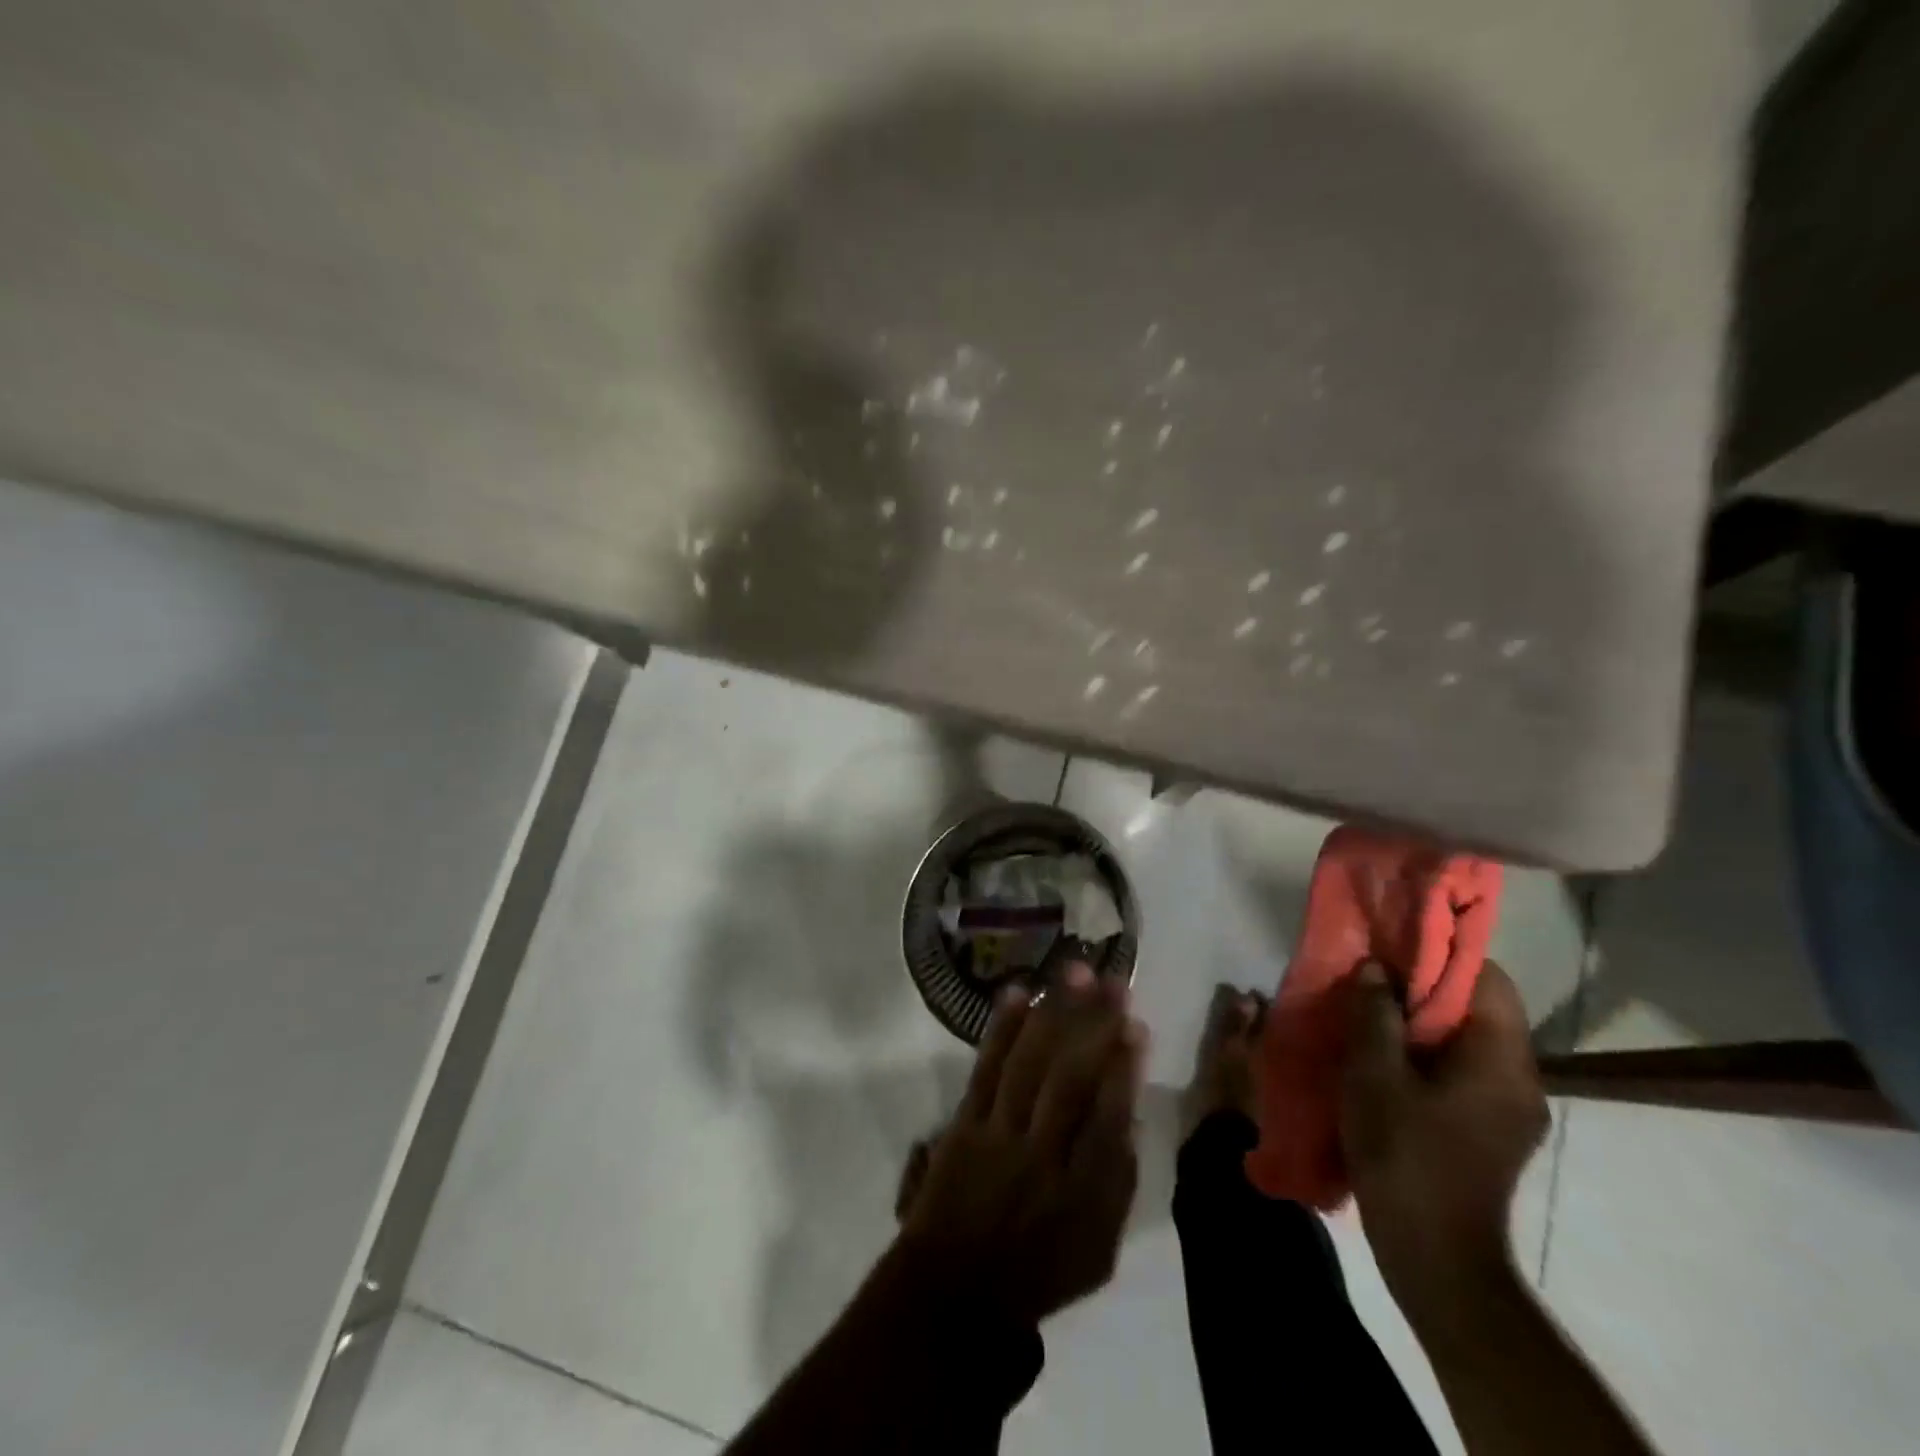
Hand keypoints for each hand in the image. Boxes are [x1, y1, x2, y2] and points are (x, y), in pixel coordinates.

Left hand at [896, 965, 1146, 1324]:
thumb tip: (1129, 1110)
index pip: (1109, 1117)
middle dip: (1095, 1024)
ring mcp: (998, 1134)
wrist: (955, 1292)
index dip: (1124, 1068)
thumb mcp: (1098, 1249)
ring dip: (1054, 1013)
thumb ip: (1118, 1181)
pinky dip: (1001, 1029)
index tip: (1136, 1023)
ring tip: (1074, 972)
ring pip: (1030, 1063)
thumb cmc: (1038, 1270)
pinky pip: (985, 1068)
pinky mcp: (965, 1122)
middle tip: (1112, 979)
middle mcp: (1042, 1156)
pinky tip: (1017, 993)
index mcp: (1081, 1194)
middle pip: (1071, 1078)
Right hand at [1340, 960, 1548, 1317]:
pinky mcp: (1494, 1132)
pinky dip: (1430, 1054)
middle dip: (1426, 987)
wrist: (1435, 1256)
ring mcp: (1512, 1110)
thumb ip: (1375, 1013)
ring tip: (1373, 1016)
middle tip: (1372, 979)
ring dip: (1424, 1022)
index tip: (1394, 946)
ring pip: (1470, 1041)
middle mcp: (1521, 1079)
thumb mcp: (1374, 1074)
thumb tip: (1375, 968)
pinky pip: (1466, 1071)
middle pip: (1481, 1008)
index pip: (1489, 978)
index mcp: (1501, 1059)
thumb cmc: (1403, 1153)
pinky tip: (1388, 1063)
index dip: (1442, 954)